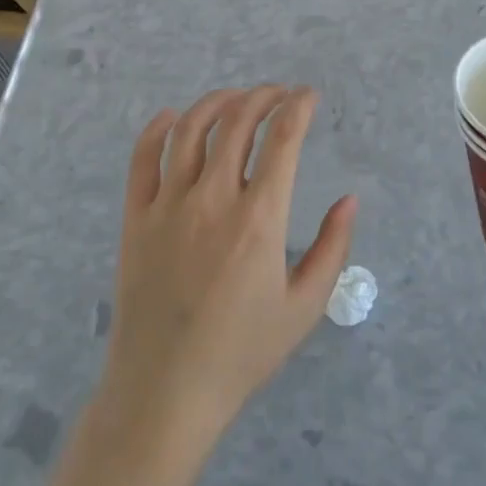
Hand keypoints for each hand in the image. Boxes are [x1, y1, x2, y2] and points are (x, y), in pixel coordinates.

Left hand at [97, 86, 358, 456]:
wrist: (166, 390)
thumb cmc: (242, 352)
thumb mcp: (305, 307)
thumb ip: (333, 247)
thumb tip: (349, 199)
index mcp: (258, 219)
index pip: (282, 139)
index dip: (299, 107)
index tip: (309, 96)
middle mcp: (212, 199)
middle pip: (237, 122)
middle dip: (263, 97)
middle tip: (278, 94)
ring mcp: (168, 205)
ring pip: (190, 130)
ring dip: (217, 102)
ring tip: (236, 98)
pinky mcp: (136, 217)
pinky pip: (143, 158)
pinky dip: (158, 128)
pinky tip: (172, 117)